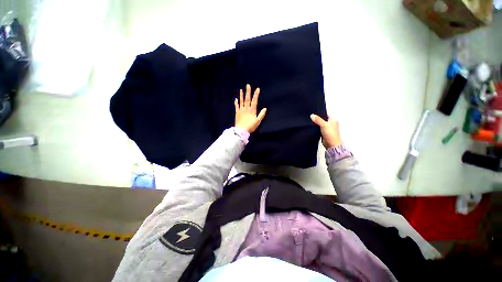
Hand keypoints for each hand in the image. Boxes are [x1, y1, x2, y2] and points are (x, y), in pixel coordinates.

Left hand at [235, 84, 266, 132]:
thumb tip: (265, 108)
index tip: (257, 89)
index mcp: (252, 110)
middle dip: (248, 92)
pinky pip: (236, 106)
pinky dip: (236, 102)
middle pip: (247, 99)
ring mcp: (241, 110)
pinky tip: (236, 99)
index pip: (254, 101)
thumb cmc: (251, 126)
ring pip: (241, 101)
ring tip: (241, 90)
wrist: (242, 130)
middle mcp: (246, 108)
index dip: (256, 95)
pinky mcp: (237, 113)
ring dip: (241, 95)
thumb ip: (261, 114)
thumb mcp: (258, 121)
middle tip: (248, 85)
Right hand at [310, 114, 342, 147]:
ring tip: (310, 120)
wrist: (331, 145)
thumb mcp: (324, 125)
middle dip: (317, 117)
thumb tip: (312, 115)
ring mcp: (327, 128)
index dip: (320, 112)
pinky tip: (312, 126)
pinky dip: (315, 127)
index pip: (326, 113)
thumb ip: (318, 120)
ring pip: (320, 123)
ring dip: (316, 123)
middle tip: (311, 116)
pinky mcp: (323, 132)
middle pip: (322, 118)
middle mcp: (330, 123)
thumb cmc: (331, 135)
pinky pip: (318, 128)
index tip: (314, 111)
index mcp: (333, 119)